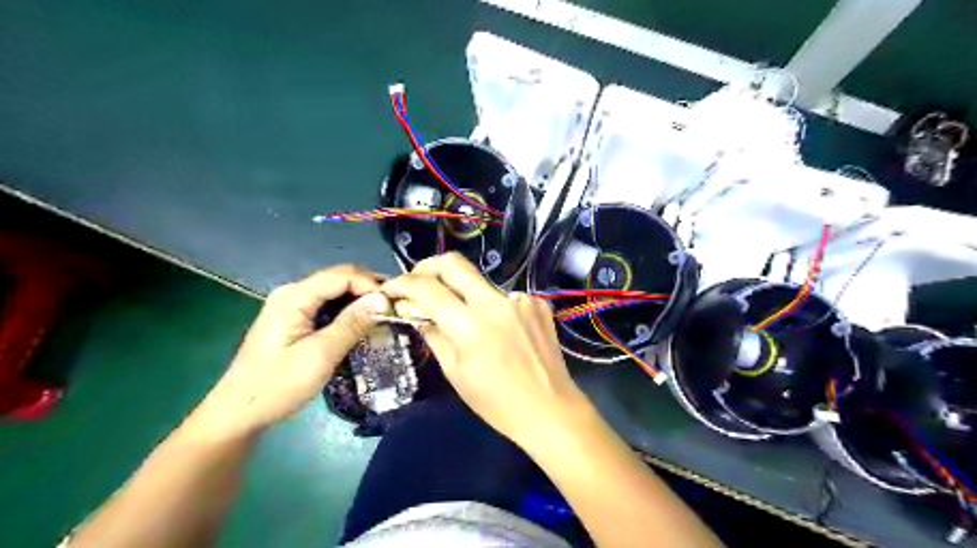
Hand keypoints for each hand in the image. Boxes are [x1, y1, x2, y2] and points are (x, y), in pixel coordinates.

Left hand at [189, 266, 391, 439]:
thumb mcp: (320, 355)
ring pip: (336, 292)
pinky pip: (328, 306)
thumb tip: (383, 298)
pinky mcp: (294, 320)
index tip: (394, 306)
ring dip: (360, 302)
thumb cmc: (278, 385)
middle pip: (339, 279)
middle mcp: (292, 293)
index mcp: (294, 296)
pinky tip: (362, 326)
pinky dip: (348, 312)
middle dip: (368, 291)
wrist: (238, 414)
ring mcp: (292, 306)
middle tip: (394, 311)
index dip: (371, 285)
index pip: (342, 275)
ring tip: (384, 317)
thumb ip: (352, 324)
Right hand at [377, 254, 581, 449]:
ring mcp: (520, 299)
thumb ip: (434, 336)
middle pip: (454, 263)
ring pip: (481, 282)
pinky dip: (493, 307)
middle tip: (419, 281)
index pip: (426, 288)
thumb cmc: (497, 402)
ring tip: (467, 320)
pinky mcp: (537, 302)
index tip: (392, 289)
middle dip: (428, 266)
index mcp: (469, 324)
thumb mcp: (455, 373)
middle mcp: (495, 301)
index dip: (402, 284)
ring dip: (465, 293)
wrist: (550, 409)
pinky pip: (505, 296)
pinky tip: (500, 330)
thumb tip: (418, 314)